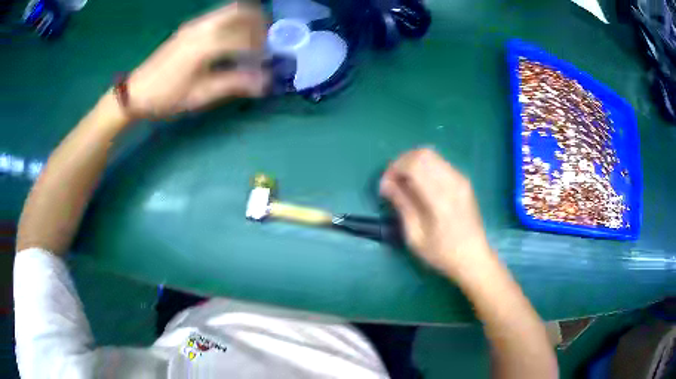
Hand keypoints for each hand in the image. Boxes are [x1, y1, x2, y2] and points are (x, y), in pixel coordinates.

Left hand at [126, 3, 268, 118]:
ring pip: (230, 10)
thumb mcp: (199, 95)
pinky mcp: (189, 27)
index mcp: (205, 44)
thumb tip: (264, 82)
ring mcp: (194, 24)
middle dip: (259, 23)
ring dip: (247, 19)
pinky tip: (234, 38)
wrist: (136, 92)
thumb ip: (233, 84)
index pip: (244, 38)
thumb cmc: (166, 97)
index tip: (267, 63)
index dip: (261, 50)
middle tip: (266, 42)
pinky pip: (219, 15)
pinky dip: (234, 21)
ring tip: (253, 38)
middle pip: (241, 11)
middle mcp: (202, 27)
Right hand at [380, 148, 491, 276]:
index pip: (414, 164)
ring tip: (405, 183)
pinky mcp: (463, 181)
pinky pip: (440, 163)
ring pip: (431, 155)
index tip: (384, 186)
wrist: (474, 257)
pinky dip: (425, 167)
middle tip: (393, 181)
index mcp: (440, 198)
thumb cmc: (442, 253)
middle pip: (422, 153)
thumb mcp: (415, 236)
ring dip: (413, 163)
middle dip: (402, 162)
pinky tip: (421, 185)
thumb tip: (386, 184)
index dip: (394, 169)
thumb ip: (402, 205)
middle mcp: (452, 182)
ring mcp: (460, 179)